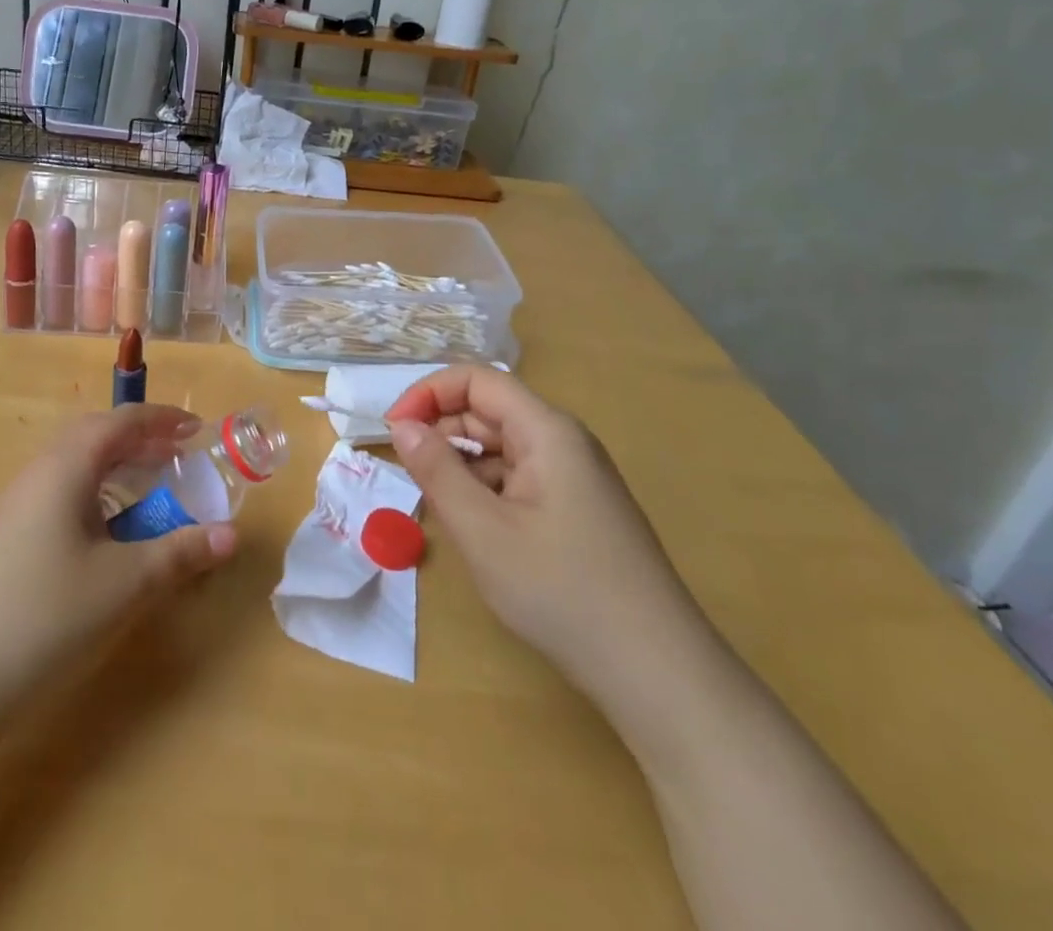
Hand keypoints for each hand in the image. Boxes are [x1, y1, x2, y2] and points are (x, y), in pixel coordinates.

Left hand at [0, 405, 237, 696]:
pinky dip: (95, 496)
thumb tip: (232, 535)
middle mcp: (37, 473)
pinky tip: (107, 535)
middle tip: (177, 458)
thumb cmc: (47, 617)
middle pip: (95, 436)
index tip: (198, 429)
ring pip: (75, 466)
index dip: (163, 419)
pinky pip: (60, 494)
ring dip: (116, 469)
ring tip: (149, 493)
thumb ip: (181, 553)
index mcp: (66, 467)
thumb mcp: (126, 584)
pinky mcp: (6, 536)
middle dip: (140, 440)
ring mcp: (15, 505)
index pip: (121, 421)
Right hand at [387, 367, 707, 699]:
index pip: (477, 380)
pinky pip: (519, 479)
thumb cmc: (562, 592)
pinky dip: (487, 492)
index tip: (394, 432)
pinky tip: (478, 532)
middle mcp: (564, 442)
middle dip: (442, 433)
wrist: (658, 674)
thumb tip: (401, 426)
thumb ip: (436, 471)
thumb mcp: (483, 531)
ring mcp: (574, 477)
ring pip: (501, 448)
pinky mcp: (577, 509)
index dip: (429, 394)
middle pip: (489, 411)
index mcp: (547, 431)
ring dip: (463, 467)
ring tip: (443, 512)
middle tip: (411, 479)